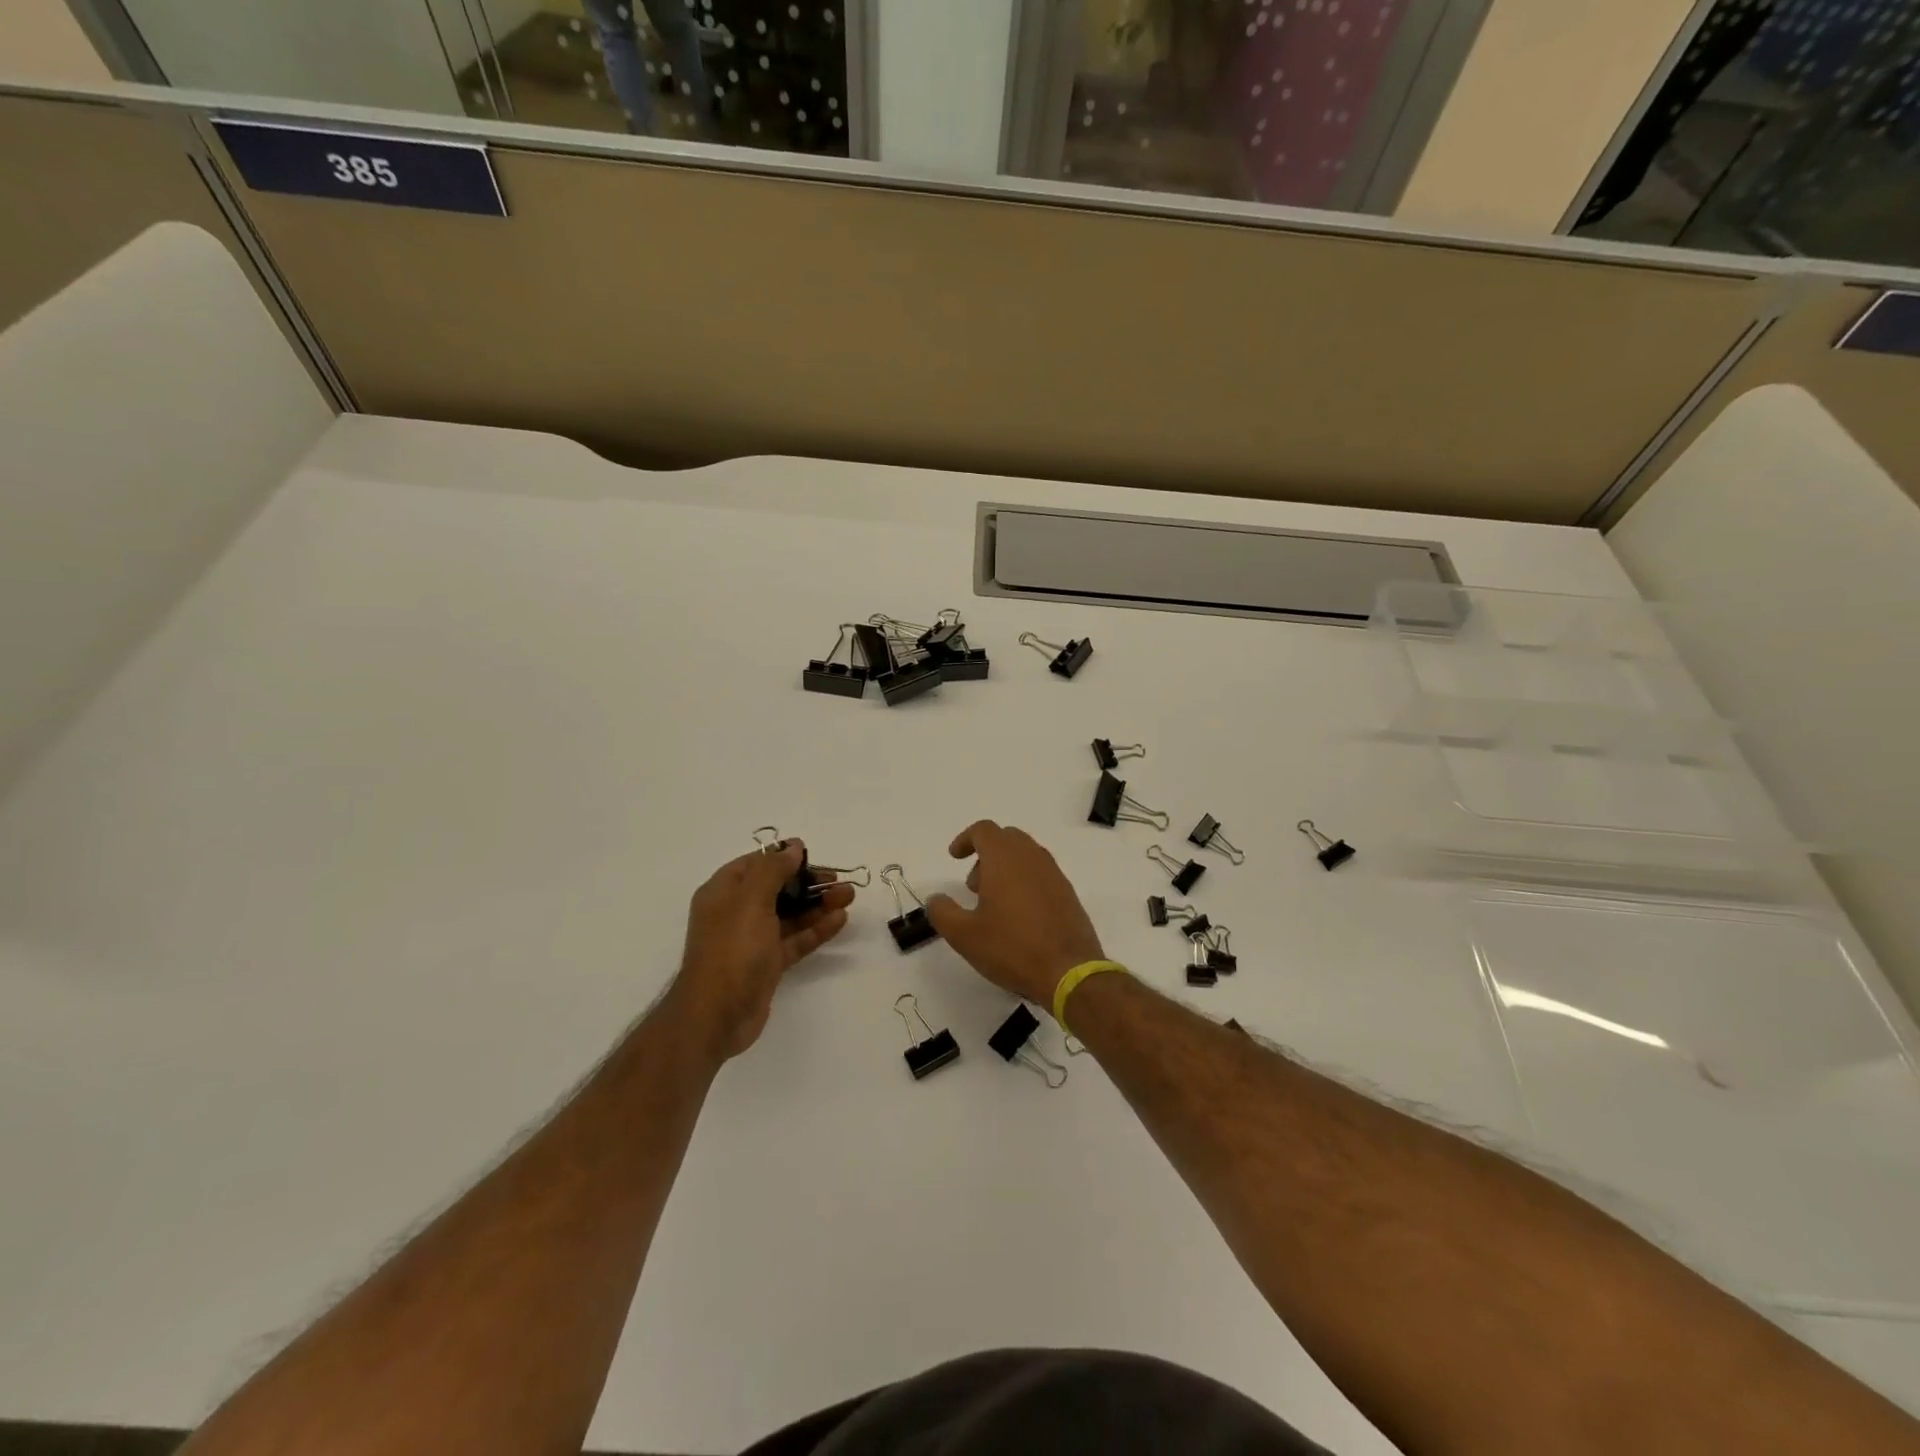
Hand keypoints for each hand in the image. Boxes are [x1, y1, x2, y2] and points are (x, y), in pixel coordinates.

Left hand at [668, 841, 852, 1060]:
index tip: (814, 856)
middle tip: (840, 881)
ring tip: (849, 896)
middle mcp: (736, 912)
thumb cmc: (732, 949)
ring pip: (790, 914)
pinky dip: (816, 929)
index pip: (756, 864)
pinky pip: (795, 939)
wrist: (717, 1014)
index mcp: (724, 892)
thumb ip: (773, 869)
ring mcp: (752, 940)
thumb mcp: (751, 900)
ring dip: (818, 904)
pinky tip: (839, 920)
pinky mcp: (767, 964)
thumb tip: (793, 846)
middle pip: (777, 888)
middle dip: (809, 882)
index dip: (784, 857)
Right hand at [926, 821, 1105, 1007]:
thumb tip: (936, 898)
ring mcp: (1054, 874)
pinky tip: (1019, 916)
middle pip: (1006, 838)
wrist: (1069, 972)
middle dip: (985, 854)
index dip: (965, 839)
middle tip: (974, 886)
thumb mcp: (964, 935)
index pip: (984, 830)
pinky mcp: (1068, 893)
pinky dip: (1025, 881)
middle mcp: (1032, 858)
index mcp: (1005, 859)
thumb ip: (942, 912)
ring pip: (1026, 855)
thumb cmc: (1012, 948)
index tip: (954, 858)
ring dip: (1006, 868)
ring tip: (994, 904)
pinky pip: (1041, 874)